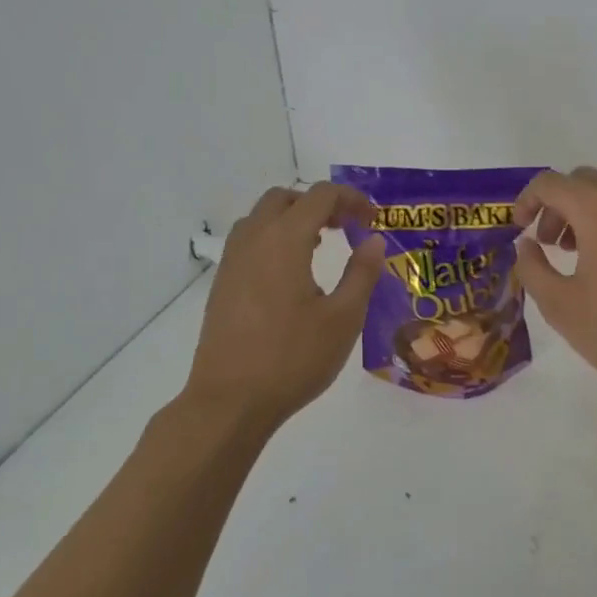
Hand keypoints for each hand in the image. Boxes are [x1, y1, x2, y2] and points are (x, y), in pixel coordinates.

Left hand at [183, 183, 386, 429]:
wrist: (229, 401)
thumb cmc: (292, 358)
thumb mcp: (343, 318)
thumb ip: (362, 273)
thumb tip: (374, 241)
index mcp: (285, 240)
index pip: (320, 196)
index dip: (351, 199)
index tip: (373, 220)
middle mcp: (253, 240)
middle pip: (285, 198)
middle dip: (319, 203)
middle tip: (345, 228)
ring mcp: (232, 261)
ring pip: (261, 217)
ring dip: (292, 219)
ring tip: (319, 246)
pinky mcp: (221, 284)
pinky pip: (248, 241)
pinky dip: (273, 239)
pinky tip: (290, 275)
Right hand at [512, 167, 596, 401]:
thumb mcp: (561, 306)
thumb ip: (533, 268)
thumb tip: (527, 245)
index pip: (550, 183)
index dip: (526, 201)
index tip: (518, 230)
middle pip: (582, 182)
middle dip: (556, 206)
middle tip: (547, 244)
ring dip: (585, 214)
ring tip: (576, 257)